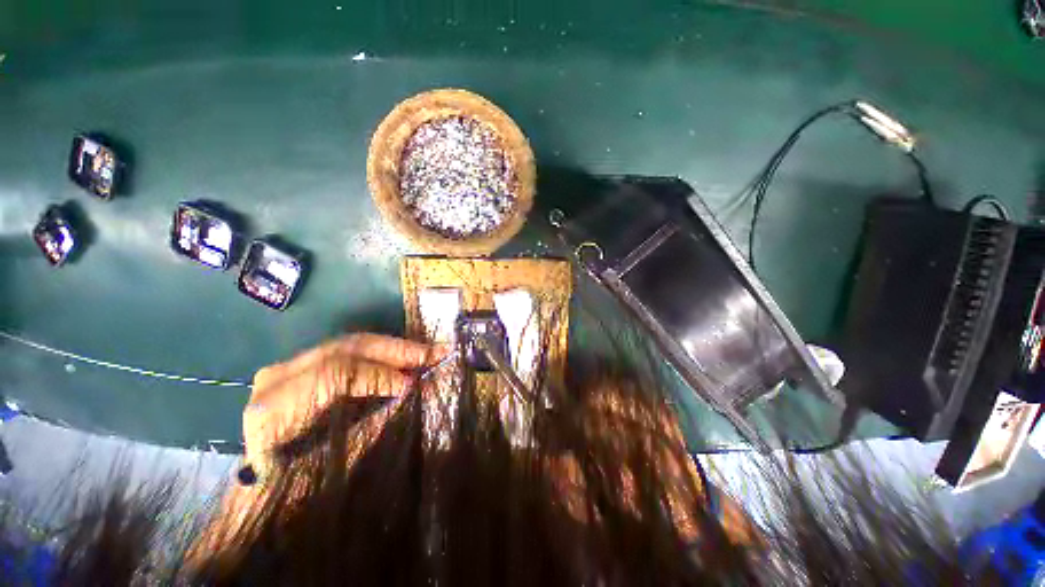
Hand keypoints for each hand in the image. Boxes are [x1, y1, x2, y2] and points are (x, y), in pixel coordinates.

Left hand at [242, 334, 438, 472]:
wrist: (263, 484)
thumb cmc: (294, 483)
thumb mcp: (331, 459)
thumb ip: (371, 422)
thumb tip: (412, 392)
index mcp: (276, 406)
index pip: (337, 374)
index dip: (380, 375)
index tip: (413, 384)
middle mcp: (279, 376)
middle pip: (349, 347)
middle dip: (398, 351)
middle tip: (436, 353)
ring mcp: (291, 366)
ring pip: (353, 343)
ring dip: (396, 348)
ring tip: (428, 353)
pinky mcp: (305, 364)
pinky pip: (351, 351)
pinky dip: (382, 353)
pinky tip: (406, 356)